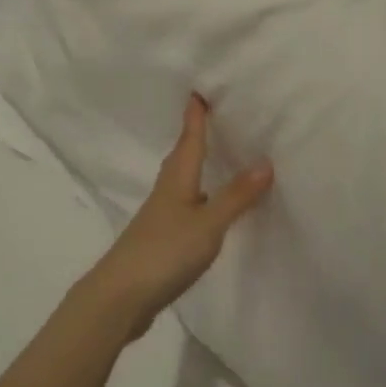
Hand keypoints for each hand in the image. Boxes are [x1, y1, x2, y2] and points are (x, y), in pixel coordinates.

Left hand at [71, 95, 273, 341]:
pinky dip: (198, 195)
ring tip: (215, 155)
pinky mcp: (161, 240)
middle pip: (182, 156)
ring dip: (196, 165)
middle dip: (195, 135)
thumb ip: (236, 196)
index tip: (199, 88)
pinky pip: (184, 205)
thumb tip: (265, 161)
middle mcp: (166, 191)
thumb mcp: (208, 225)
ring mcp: (161, 217)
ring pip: (182, 180)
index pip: (189, 138)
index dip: (195, 115)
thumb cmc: (164, 252)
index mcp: (177, 179)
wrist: (120, 297)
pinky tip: (207, 206)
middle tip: (212, 115)